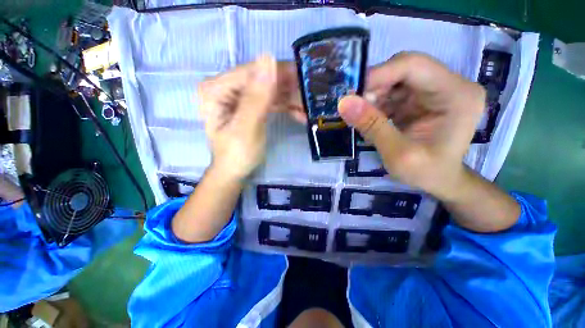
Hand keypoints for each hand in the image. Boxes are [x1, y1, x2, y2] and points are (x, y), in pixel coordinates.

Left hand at [198, 55, 304, 180]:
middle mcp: (227, 88)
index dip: (278, 71)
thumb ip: (256, 98)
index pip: (251, 71)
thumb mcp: (246, 128)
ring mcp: (240, 97)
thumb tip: (267, 57)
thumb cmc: (237, 155)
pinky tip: (300, 114)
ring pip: (270, 89)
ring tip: (308, 107)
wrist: (235, 172)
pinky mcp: (252, 106)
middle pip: (262, 78)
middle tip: (310, 95)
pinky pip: (271, 100)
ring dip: (290, 98)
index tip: (304, 75)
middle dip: (287, 88)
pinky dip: (286, 106)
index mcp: (217, 89)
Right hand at [338, 52, 485, 200]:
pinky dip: (378, 104)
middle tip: (356, 109)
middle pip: (404, 69)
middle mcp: (450, 84)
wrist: (440, 181)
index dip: (379, 74)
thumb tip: (344, 102)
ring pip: (396, 80)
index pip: (413, 65)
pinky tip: (372, 120)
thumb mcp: (397, 154)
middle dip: (375, 87)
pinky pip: (394, 92)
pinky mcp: (423, 99)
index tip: (351, 94)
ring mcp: (436, 90)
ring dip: (374, 97)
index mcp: (456, 95)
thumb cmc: (426, 173)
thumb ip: (372, 126)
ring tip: (364, 119)